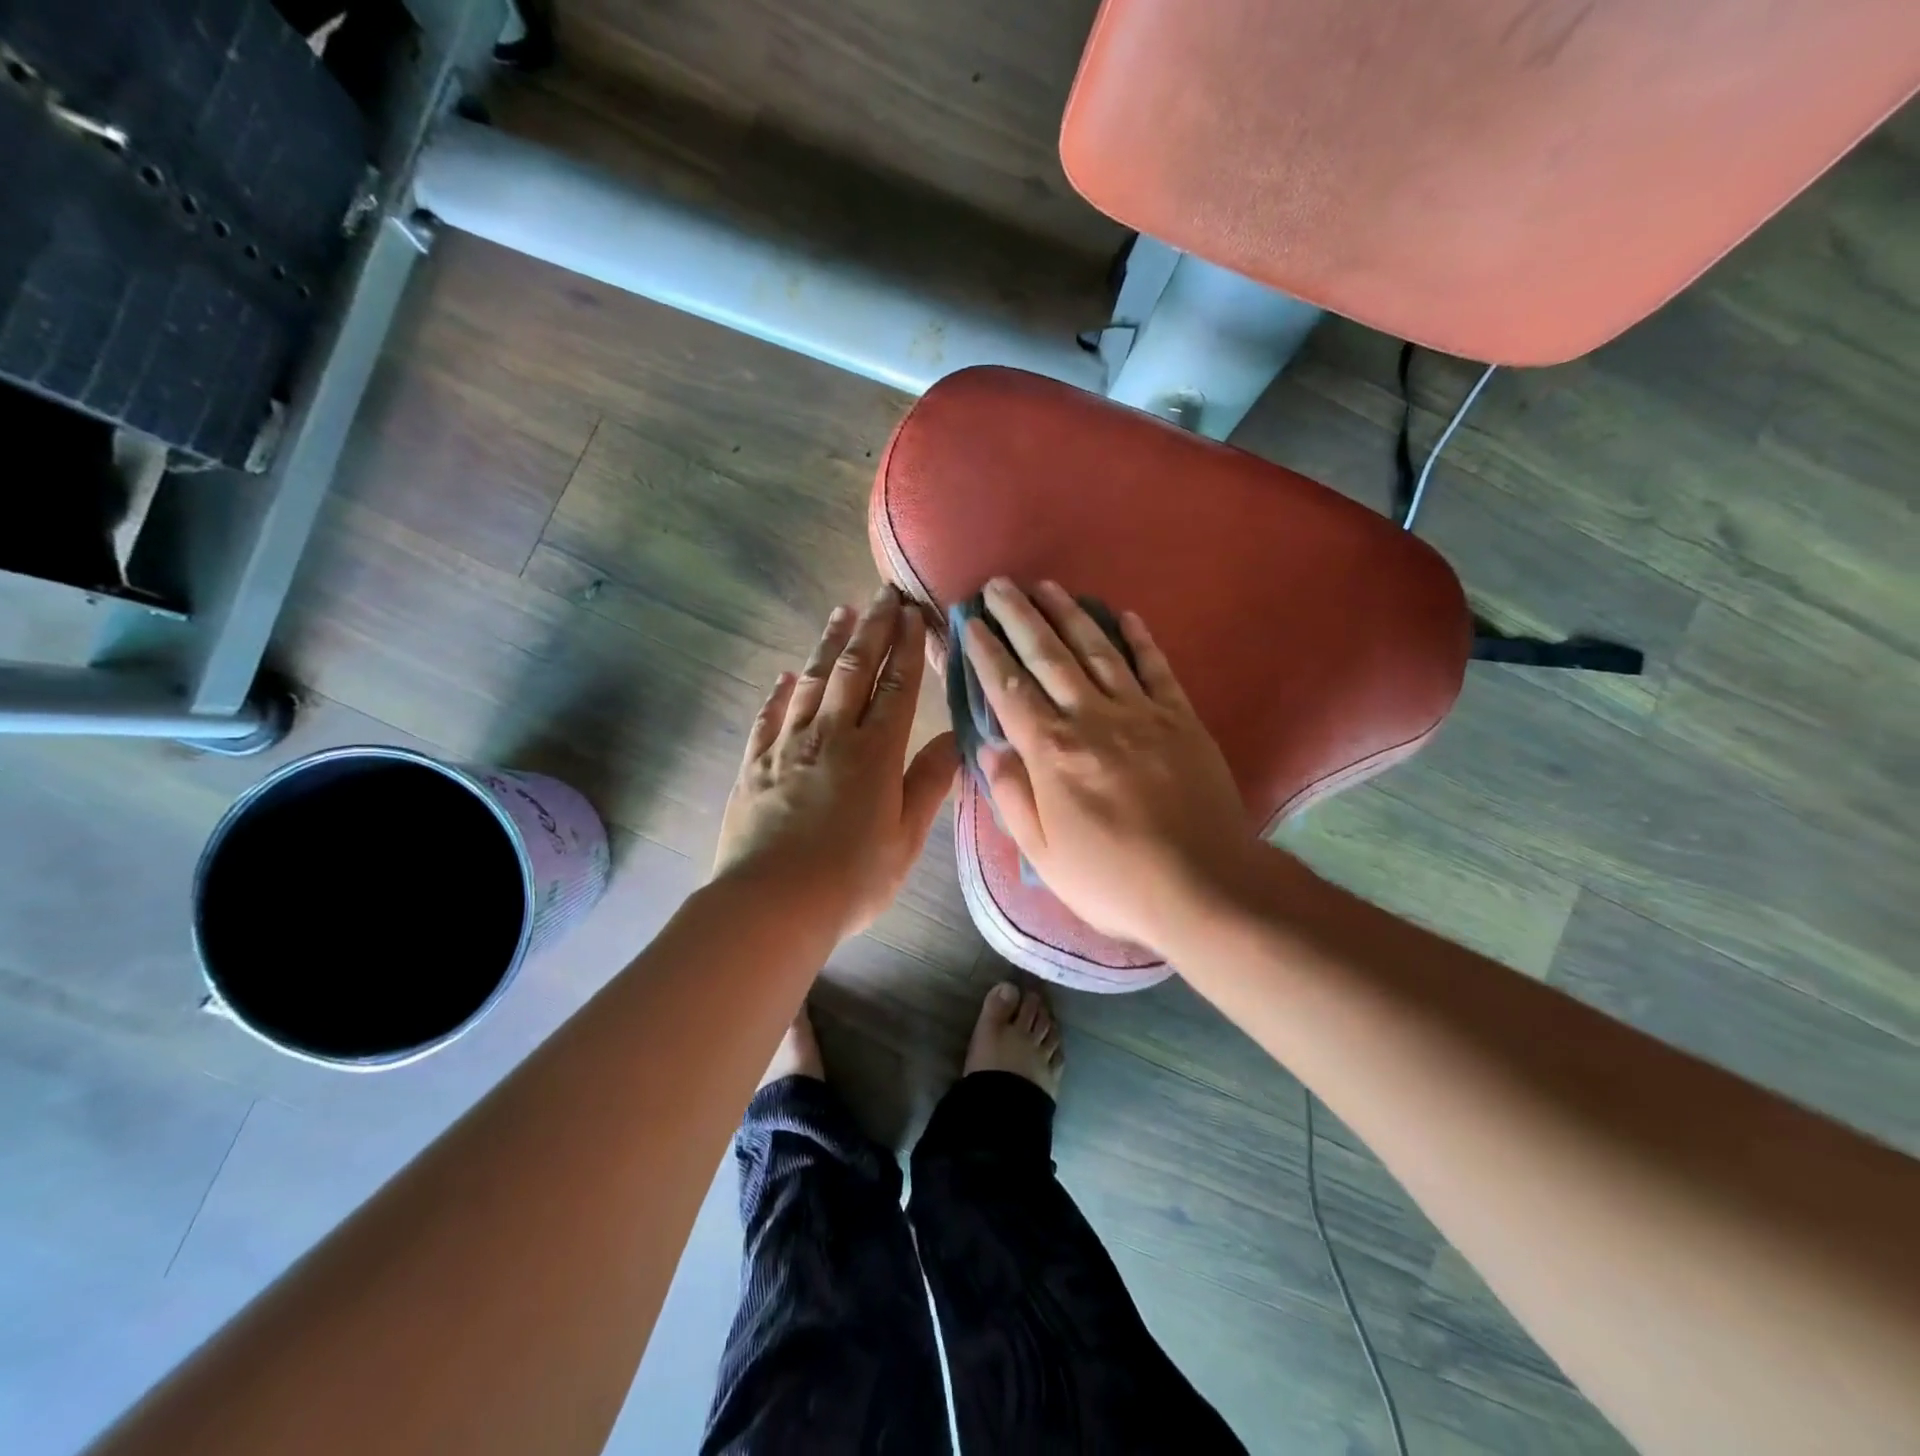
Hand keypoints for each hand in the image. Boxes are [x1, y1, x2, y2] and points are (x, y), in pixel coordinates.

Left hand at [714, 585, 959, 940]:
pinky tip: (786, 675)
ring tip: (841, 613)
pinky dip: (779, 692)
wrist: (771, 904)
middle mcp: (831, 737)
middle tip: (882, 593)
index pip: (896, 687)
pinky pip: (768, 717)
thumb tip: (953, 739)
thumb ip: (928, 784)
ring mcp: (788, 747)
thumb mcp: (905, 838)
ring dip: (828, 645)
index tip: (914, 613)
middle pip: (854, 670)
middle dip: (872, 629)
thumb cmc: (851, 879)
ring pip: (811, 683)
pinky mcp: (755, 765)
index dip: (907, 648)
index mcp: (874, 754)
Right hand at [962, 579, 1256, 950]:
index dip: (986, 652)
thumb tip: (989, 749)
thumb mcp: (1042, 855)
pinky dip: (1139, 639)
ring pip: (1097, 650)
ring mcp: (1141, 713)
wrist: (1203, 887)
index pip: (1009, 689)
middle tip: (999, 585)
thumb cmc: (1112, 879)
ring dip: (1070, 614)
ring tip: (1047, 585)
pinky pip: (1156, 668)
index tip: (970, 622)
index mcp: (1052, 753)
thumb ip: (1011, 796)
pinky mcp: (1181, 718)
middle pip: (1048, 656)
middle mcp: (1092, 719)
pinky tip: (1123, 615)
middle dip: (1020, 616)